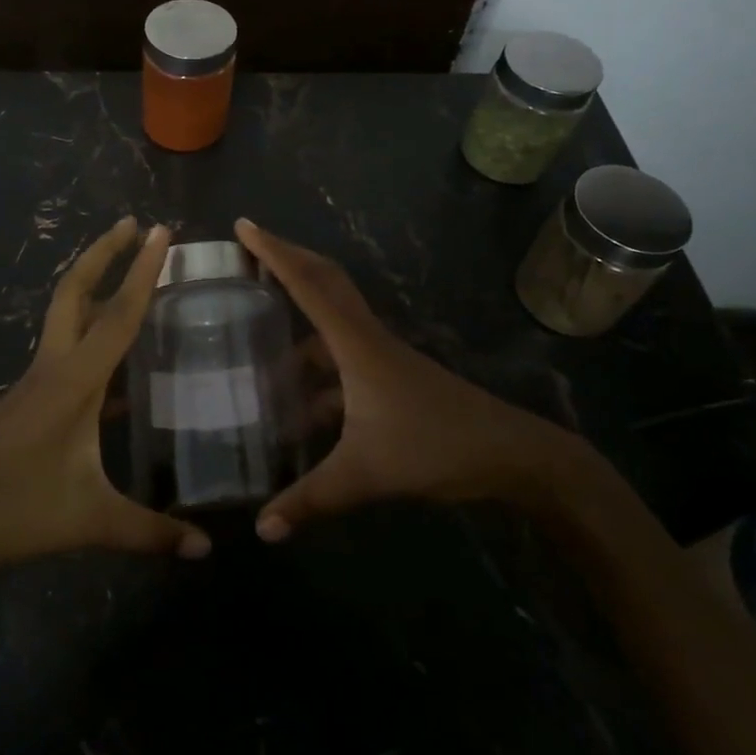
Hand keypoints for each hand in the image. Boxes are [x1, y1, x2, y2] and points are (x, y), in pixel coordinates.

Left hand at [0, 219, 210, 571]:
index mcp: (74, 380)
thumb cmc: (12, 509)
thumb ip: (149, 533)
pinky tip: (117, 361)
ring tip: (128, 274)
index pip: (118, 314)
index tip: (162, 231)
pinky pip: (67, 348)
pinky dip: (91, 332)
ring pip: (67, 315)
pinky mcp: (30, 399)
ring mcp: (38, 381)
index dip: (143, 271)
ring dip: (95, 285)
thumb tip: (206, 551)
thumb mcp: (88, 520)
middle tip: (135, 225)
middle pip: (77, 291)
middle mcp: (55, 367)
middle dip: (104, 251)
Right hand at [236, 218, 582, 540]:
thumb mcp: (366, 474)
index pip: (307, 284)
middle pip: (323, 280)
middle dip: (285, 258)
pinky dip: (315, 361)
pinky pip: (341, 352)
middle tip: (248, 247)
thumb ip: (311, 500)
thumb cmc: (436, 447)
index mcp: (356, 344)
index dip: (273, 252)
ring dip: (299, 309)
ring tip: (258, 325)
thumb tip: (261, 529)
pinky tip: (297, 399)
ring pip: (333, 316)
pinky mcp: (390, 376)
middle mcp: (367, 338)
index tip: (244, 225)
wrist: (511, 455)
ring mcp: (381, 356)